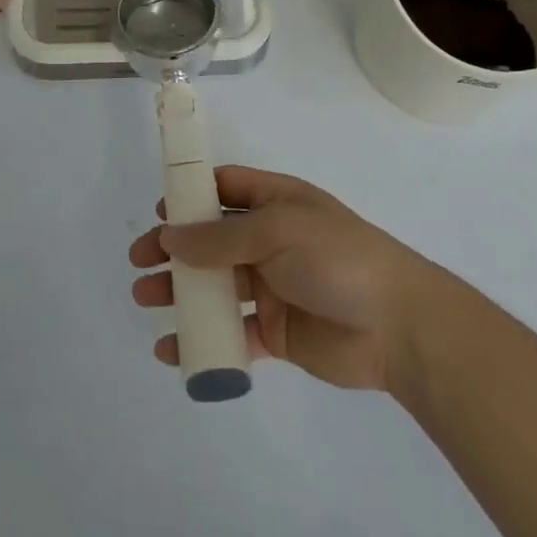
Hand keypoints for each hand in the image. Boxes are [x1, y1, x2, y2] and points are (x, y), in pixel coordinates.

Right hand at [129, 166, 439, 391]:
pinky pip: (231, 331)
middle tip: (138, 262)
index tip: (158, 212)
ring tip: (145, 299)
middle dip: (174, 248)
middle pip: (211, 240)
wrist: (398, 326)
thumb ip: (221, 237)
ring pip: (215, 285)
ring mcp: (272, 286)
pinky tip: (173, 348)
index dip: (191, 197)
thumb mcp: (277, 231)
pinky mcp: (276, 331)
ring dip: (180, 291)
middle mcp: (270, 240)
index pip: (226, 188)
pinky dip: (203, 338)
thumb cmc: (337, 259)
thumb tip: (169, 237)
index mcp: (276, 203)